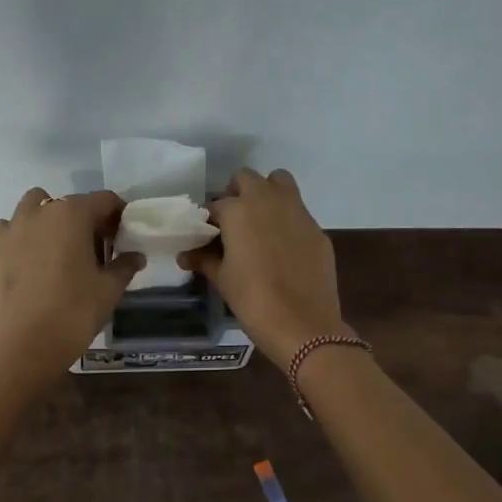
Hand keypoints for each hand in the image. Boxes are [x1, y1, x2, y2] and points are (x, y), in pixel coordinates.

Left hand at [0, 188, 141, 377]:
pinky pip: (9, 228)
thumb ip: (125, 265)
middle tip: (95, 249)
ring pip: (35, 207)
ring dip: (50, 219)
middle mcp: (40, 211)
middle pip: (70, 204)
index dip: (118, 215)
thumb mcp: (110, 289)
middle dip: (85, 220)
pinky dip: (21, 235)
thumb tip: (136, 256)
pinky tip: (28, 258)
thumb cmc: (76, 311)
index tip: (124, 236)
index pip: (105, 200)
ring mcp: (12, 227)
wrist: (28, 344)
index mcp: (73, 214)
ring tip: (59, 249)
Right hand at [180, 169, 344, 368]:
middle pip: (247, 179)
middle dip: (237, 193)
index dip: (210, 220)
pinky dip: (287, 220)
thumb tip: (185, 255)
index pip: (216, 204)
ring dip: (266, 194)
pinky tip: (283, 249)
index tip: (208, 236)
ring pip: (280, 182)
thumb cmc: (252, 299)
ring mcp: (297, 211)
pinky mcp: (317, 229)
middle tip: (233, 222)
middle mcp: (268, 200)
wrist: (302, 323)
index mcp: (238, 210)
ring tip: (260, 224)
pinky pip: (298, 212)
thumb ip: (203, 260)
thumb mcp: (222, 279)